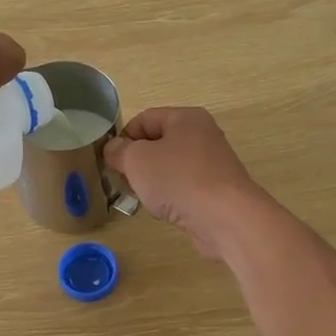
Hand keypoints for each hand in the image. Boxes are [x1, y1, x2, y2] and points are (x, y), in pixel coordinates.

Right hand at [104, 108, 272, 261]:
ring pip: (170, 168)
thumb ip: (119, 151)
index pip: (145, 119)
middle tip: (122, 181)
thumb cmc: (178, 179)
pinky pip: (184, 188)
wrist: (225, 218)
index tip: (111, 161)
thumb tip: (113, 149)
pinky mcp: (216, 191)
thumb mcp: (136, 160)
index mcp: (186, 118)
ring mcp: (212, 165)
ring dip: (151, 182)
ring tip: (141, 198)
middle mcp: (202, 136)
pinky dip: (170, 197)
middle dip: (136, 162)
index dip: (123, 137)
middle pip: (158, 143)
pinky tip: (164, 211)